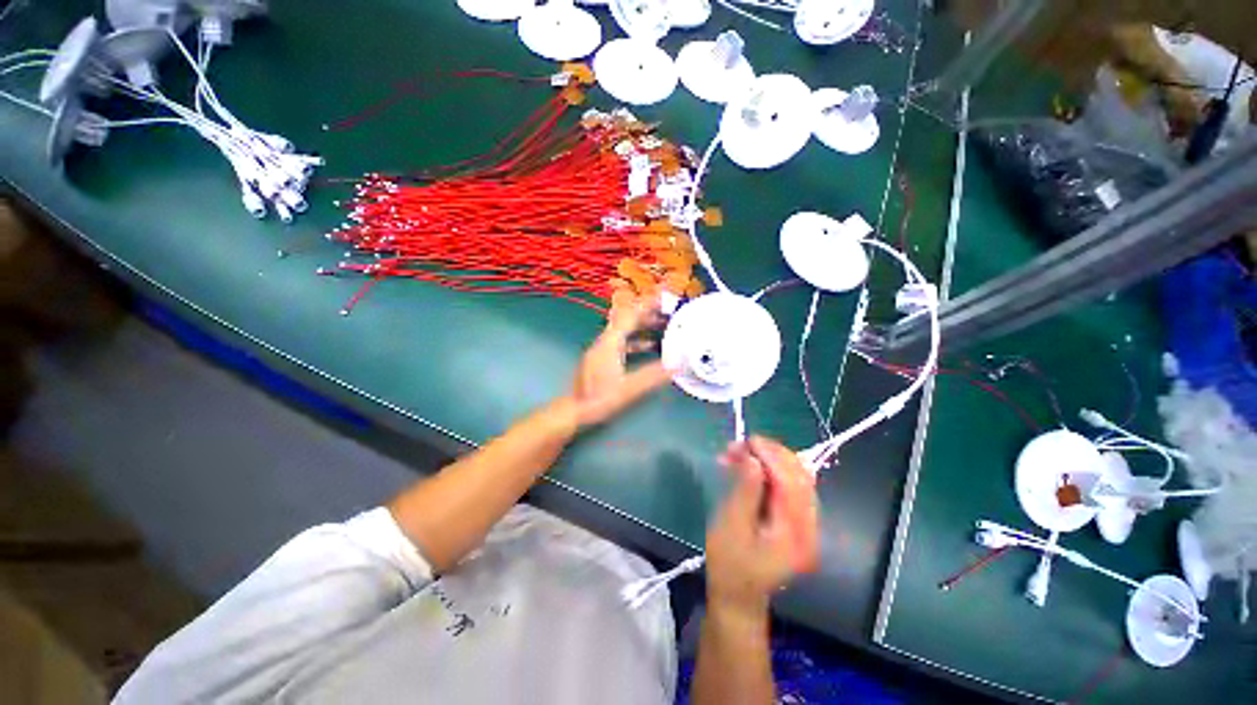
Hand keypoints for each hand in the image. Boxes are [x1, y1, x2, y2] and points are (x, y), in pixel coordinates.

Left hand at [568, 293, 672, 427]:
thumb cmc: (600, 399)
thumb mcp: (629, 388)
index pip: (631, 316)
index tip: (664, 296)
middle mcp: (605, 341)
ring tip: (665, 326)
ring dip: (644, 327)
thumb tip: (676, 365)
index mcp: (610, 343)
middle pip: (628, 320)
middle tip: (670, 311)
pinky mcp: (603, 358)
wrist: (575, 410)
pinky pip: (624, 342)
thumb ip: (652, 376)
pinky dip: (638, 340)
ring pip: (626, 331)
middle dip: (649, 314)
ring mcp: (603, 349)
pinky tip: (651, 347)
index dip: (648, 305)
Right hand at [705, 436, 818, 617]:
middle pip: (800, 477)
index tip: (748, 440)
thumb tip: (752, 458)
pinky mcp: (797, 522)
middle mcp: (810, 527)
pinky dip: (769, 471)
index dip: (772, 456)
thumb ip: (745, 491)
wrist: (738, 596)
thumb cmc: (729, 564)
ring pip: (795, 478)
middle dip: (770, 454)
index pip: (792, 483)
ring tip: (738, 454)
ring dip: (769, 460)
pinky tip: (748, 466)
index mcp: (796, 534)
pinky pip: (789, 487)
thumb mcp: (732, 526)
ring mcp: (806, 525)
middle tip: (739, 446)